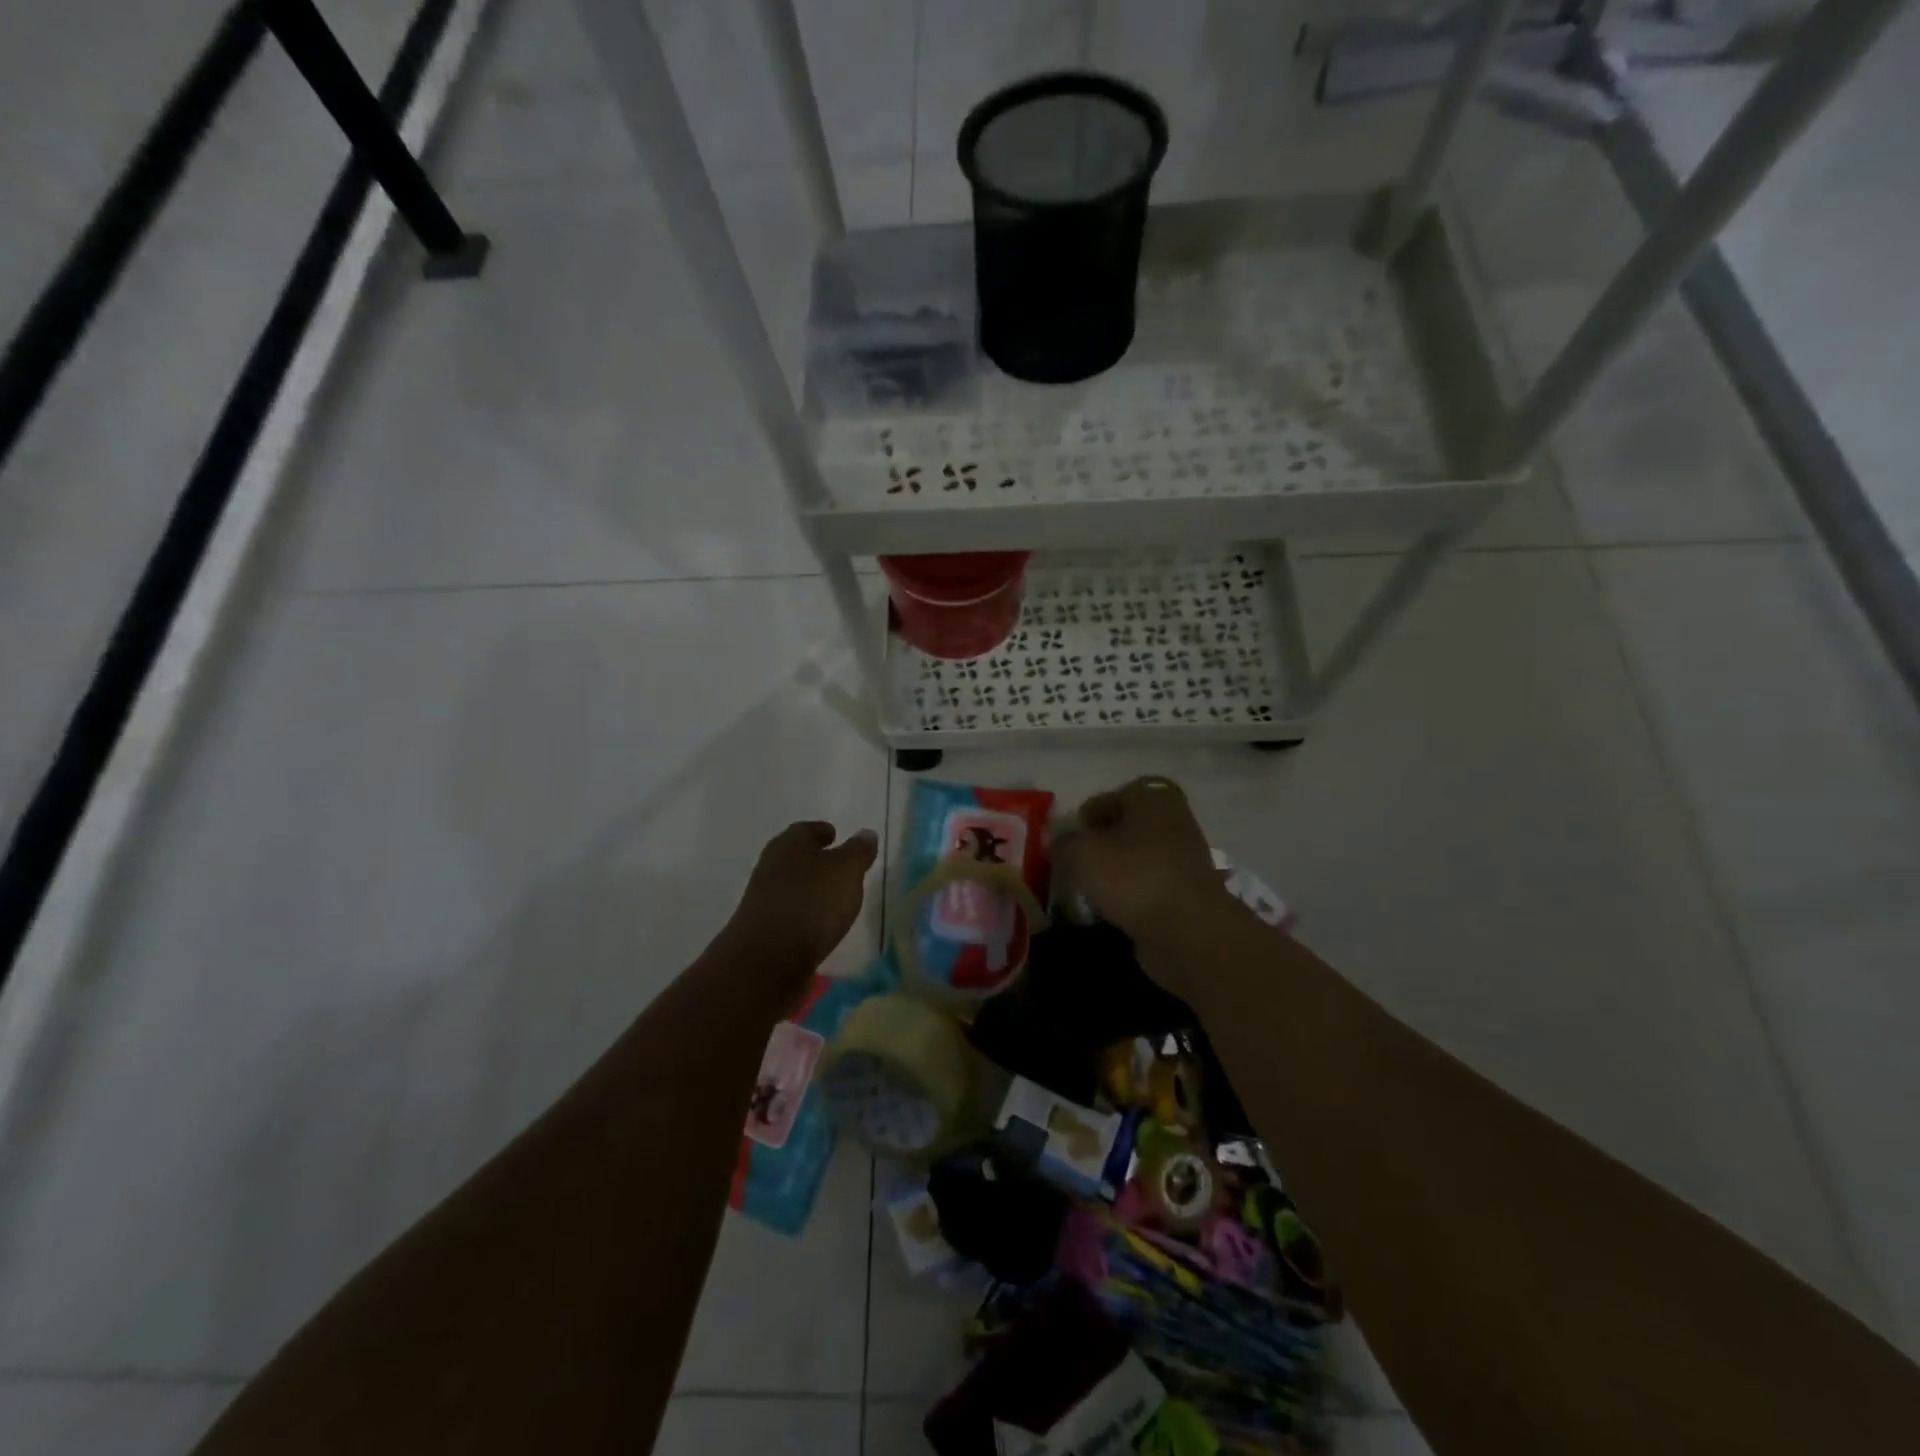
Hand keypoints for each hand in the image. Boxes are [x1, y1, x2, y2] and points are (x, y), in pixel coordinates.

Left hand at [724, 821, 879, 975]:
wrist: (766, 961)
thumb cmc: (811, 904)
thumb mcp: (846, 871)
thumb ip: (858, 851)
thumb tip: (866, 833)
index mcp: (789, 844)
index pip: (806, 829)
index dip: (823, 832)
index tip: (836, 836)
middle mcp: (771, 866)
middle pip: (796, 857)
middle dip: (817, 860)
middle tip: (841, 867)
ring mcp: (764, 899)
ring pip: (792, 885)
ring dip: (811, 888)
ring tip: (836, 898)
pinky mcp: (763, 929)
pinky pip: (790, 912)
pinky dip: (805, 913)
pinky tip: (820, 925)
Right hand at [1053, 777, 1231, 949]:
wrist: (1188, 930)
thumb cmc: (1133, 877)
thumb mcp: (1081, 853)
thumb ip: (1063, 844)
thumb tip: (1059, 845)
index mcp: (1152, 799)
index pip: (1108, 799)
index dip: (1083, 819)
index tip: (1068, 844)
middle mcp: (1173, 821)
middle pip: (1124, 827)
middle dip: (1099, 845)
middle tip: (1077, 865)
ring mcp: (1184, 857)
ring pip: (1137, 857)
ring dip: (1115, 871)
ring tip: (1092, 890)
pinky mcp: (1187, 892)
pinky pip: (1149, 885)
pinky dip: (1132, 895)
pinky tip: (1114, 909)